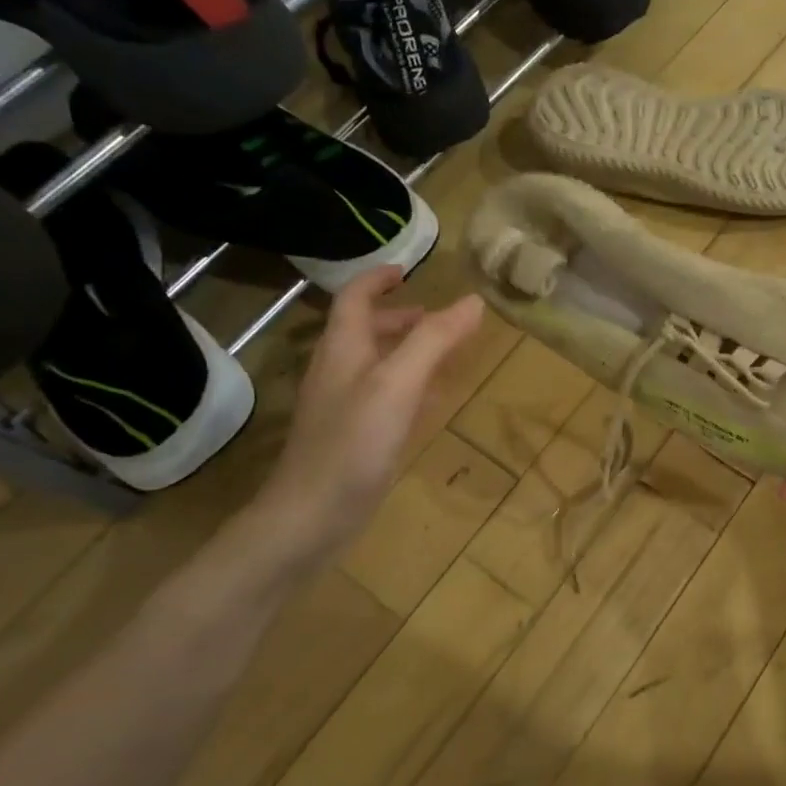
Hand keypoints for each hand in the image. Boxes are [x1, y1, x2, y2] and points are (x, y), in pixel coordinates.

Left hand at [249, 267, 482, 553]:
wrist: (311, 517)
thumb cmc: (353, 443)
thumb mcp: (399, 383)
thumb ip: (435, 339)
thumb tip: (473, 301)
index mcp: (343, 349)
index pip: (354, 298)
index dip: (377, 279)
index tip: (406, 269)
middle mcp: (339, 372)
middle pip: (365, 331)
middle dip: (400, 317)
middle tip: (438, 318)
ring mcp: (343, 407)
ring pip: (376, 365)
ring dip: (406, 351)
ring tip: (443, 353)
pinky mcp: (353, 438)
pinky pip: (383, 398)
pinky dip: (408, 387)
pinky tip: (429, 404)